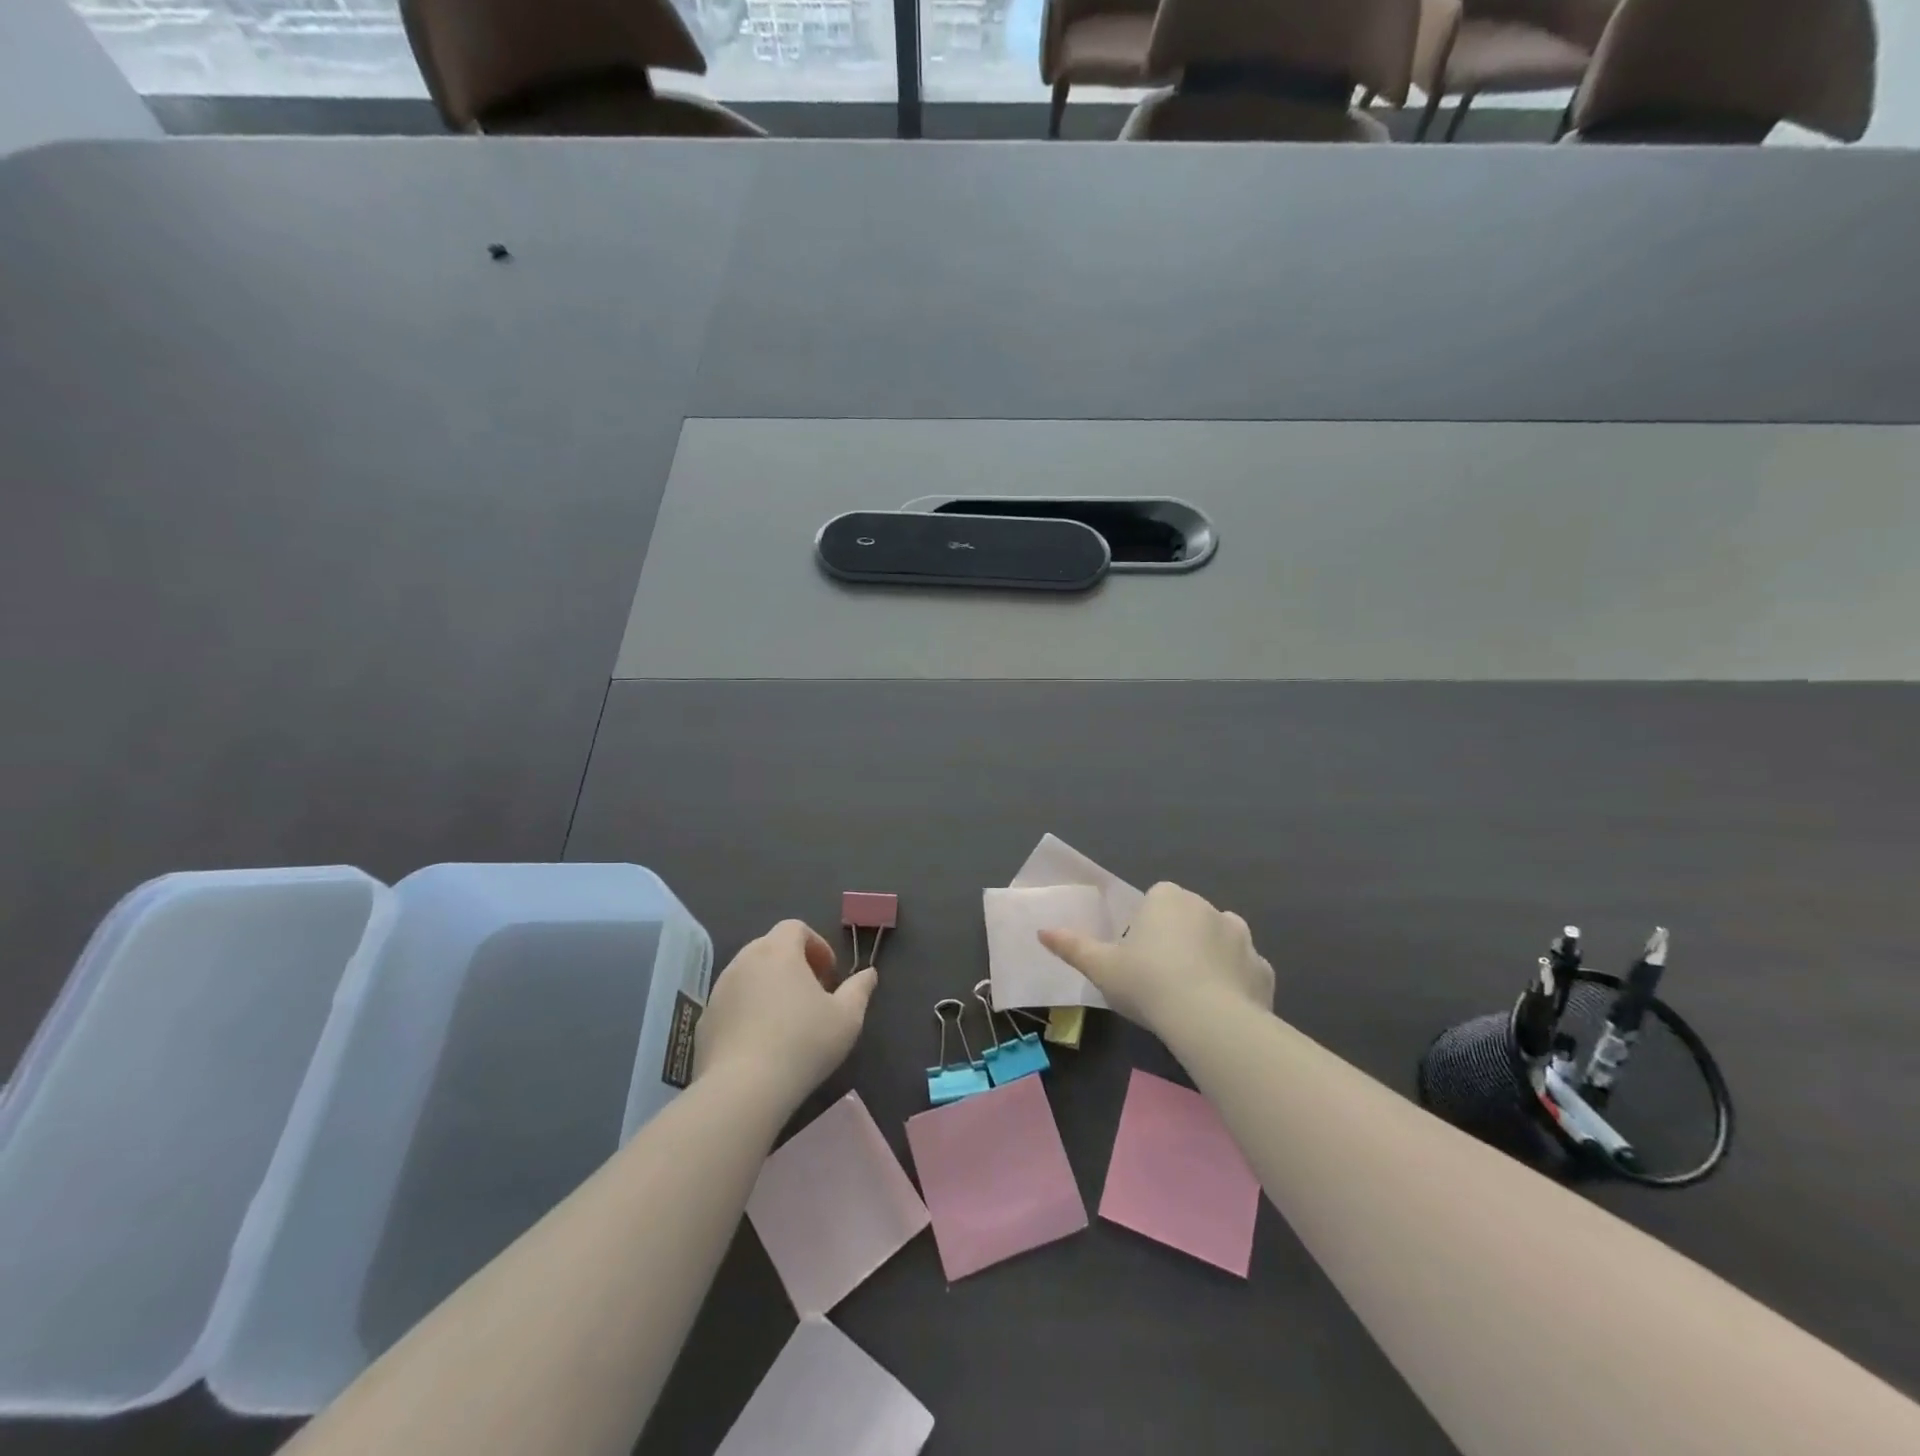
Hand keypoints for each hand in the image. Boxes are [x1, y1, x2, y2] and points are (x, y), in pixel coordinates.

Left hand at [693, 920, 876, 1103]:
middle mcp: (744, 961)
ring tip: (786, 1019)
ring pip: (748, 975)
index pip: (795, 927)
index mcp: (778, 951)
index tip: (829, 974)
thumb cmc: (803, 1043)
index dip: (816, 945)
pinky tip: (761, 1042)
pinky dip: (747, 1011)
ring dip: (768, 986)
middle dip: (793, 964)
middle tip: (811, 994)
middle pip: (770, 948)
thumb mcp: (846, 1017)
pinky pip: (731, 1004)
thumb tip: (869, 973)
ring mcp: (719, 990)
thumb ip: (859, 989)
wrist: (743, 1089)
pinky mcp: (705, 1021)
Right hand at [1040, 881, 1272, 1034]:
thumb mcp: (1101, 967)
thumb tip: (1042, 931)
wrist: (1209, 1021)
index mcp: (1169, 898)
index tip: (1138, 956)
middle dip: (1178, 939)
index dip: (1146, 926)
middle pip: (1188, 918)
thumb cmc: (1148, 983)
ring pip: (1221, 941)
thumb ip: (1072, 946)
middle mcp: (1209, 907)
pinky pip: (1244, 971)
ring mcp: (1242, 937)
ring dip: (1210, 958)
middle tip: (1160, 978)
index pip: (1156, 900)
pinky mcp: (1263, 970)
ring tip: (1192, 995)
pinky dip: (1235, 984)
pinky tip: (1220, 1009)